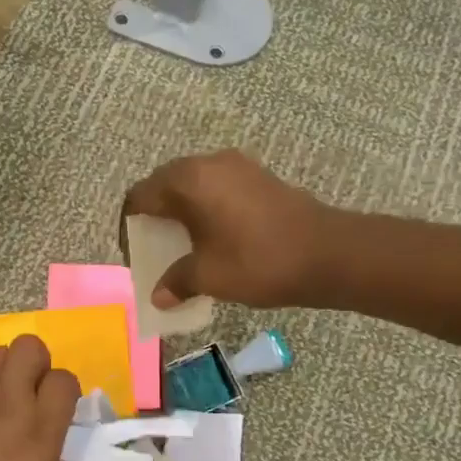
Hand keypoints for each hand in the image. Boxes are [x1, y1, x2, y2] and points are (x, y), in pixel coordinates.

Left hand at [0, 334, 80, 460]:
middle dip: (36, 364)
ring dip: (6, 367)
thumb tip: (35, 456)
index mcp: (38, 434)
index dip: (64, 394)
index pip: (66, 382)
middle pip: (32, 346)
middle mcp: (11, 401)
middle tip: (31, 395)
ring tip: (0, 397)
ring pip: (0, 349)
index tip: (58, 414)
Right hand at [121, 150, 338, 308]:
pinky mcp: (258, 177)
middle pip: (164, 185)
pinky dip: (205, 209)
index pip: (140, 196)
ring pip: (193, 185)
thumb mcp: (209, 276)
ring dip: (181, 212)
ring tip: (182, 246)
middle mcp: (209, 163)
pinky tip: (212, 238)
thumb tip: (158, 296)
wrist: (329, 254)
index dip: (131, 226)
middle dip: (155, 217)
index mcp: (189, 180)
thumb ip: (176, 281)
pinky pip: (217, 188)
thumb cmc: (259, 262)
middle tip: (154, 250)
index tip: (135, 254)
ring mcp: (237, 167)